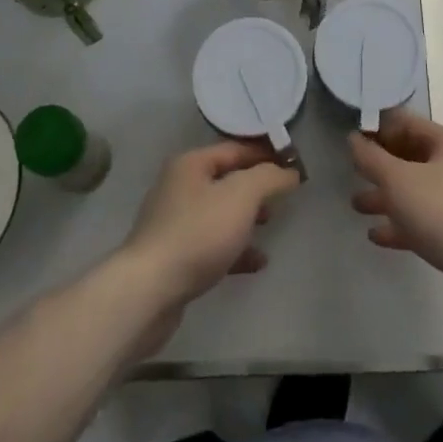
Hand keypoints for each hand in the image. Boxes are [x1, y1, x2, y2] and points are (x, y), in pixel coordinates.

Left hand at [120, 141, 301, 310]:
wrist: (148, 293)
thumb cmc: (198, 233)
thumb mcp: (241, 196)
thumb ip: (269, 177)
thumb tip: (289, 171)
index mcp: (191, 163)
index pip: (236, 148)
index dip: (266, 154)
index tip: (294, 166)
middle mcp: (179, 186)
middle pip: (226, 179)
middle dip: (257, 187)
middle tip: (283, 197)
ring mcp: (174, 223)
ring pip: (220, 213)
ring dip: (247, 218)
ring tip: (271, 226)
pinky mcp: (174, 257)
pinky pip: (212, 244)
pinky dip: (235, 249)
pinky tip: (256, 262)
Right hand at [349, 110, 442, 321]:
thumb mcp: (399, 181)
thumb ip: (372, 158)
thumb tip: (353, 138)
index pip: (406, 123)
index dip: (378, 128)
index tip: (352, 140)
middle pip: (410, 157)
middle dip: (380, 165)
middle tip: (351, 172)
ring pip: (414, 191)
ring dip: (385, 196)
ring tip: (356, 206)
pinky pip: (422, 220)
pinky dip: (399, 224)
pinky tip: (376, 236)